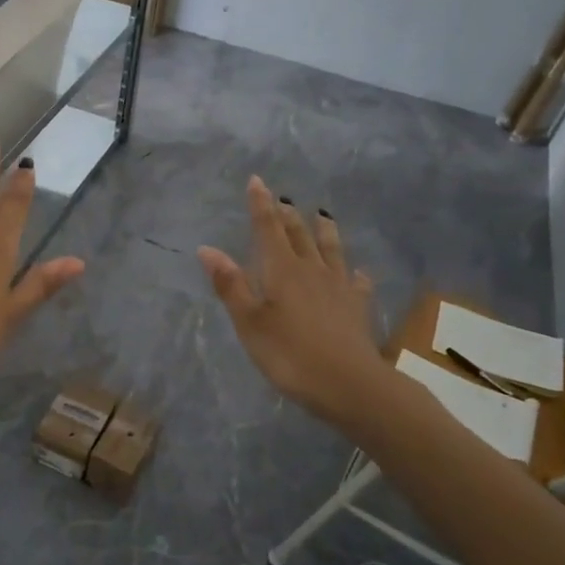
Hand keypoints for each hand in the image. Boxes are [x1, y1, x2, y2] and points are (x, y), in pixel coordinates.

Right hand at [197, 177, 386, 427]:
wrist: (349, 384)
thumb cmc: (289, 354)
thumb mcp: (250, 323)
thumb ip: (230, 285)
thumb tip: (207, 248)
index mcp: (281, 270)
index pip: (268, 228)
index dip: (261, 204)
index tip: (257, 181)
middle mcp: (311, 270)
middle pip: (299, 234)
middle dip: (288, 215)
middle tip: (283, 199)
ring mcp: (338, 287)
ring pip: (331, 250)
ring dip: (324, 231)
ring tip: (323, 215)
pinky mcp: (357, 308)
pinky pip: (356, 283)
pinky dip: (355, 274)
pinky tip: (357, 273)